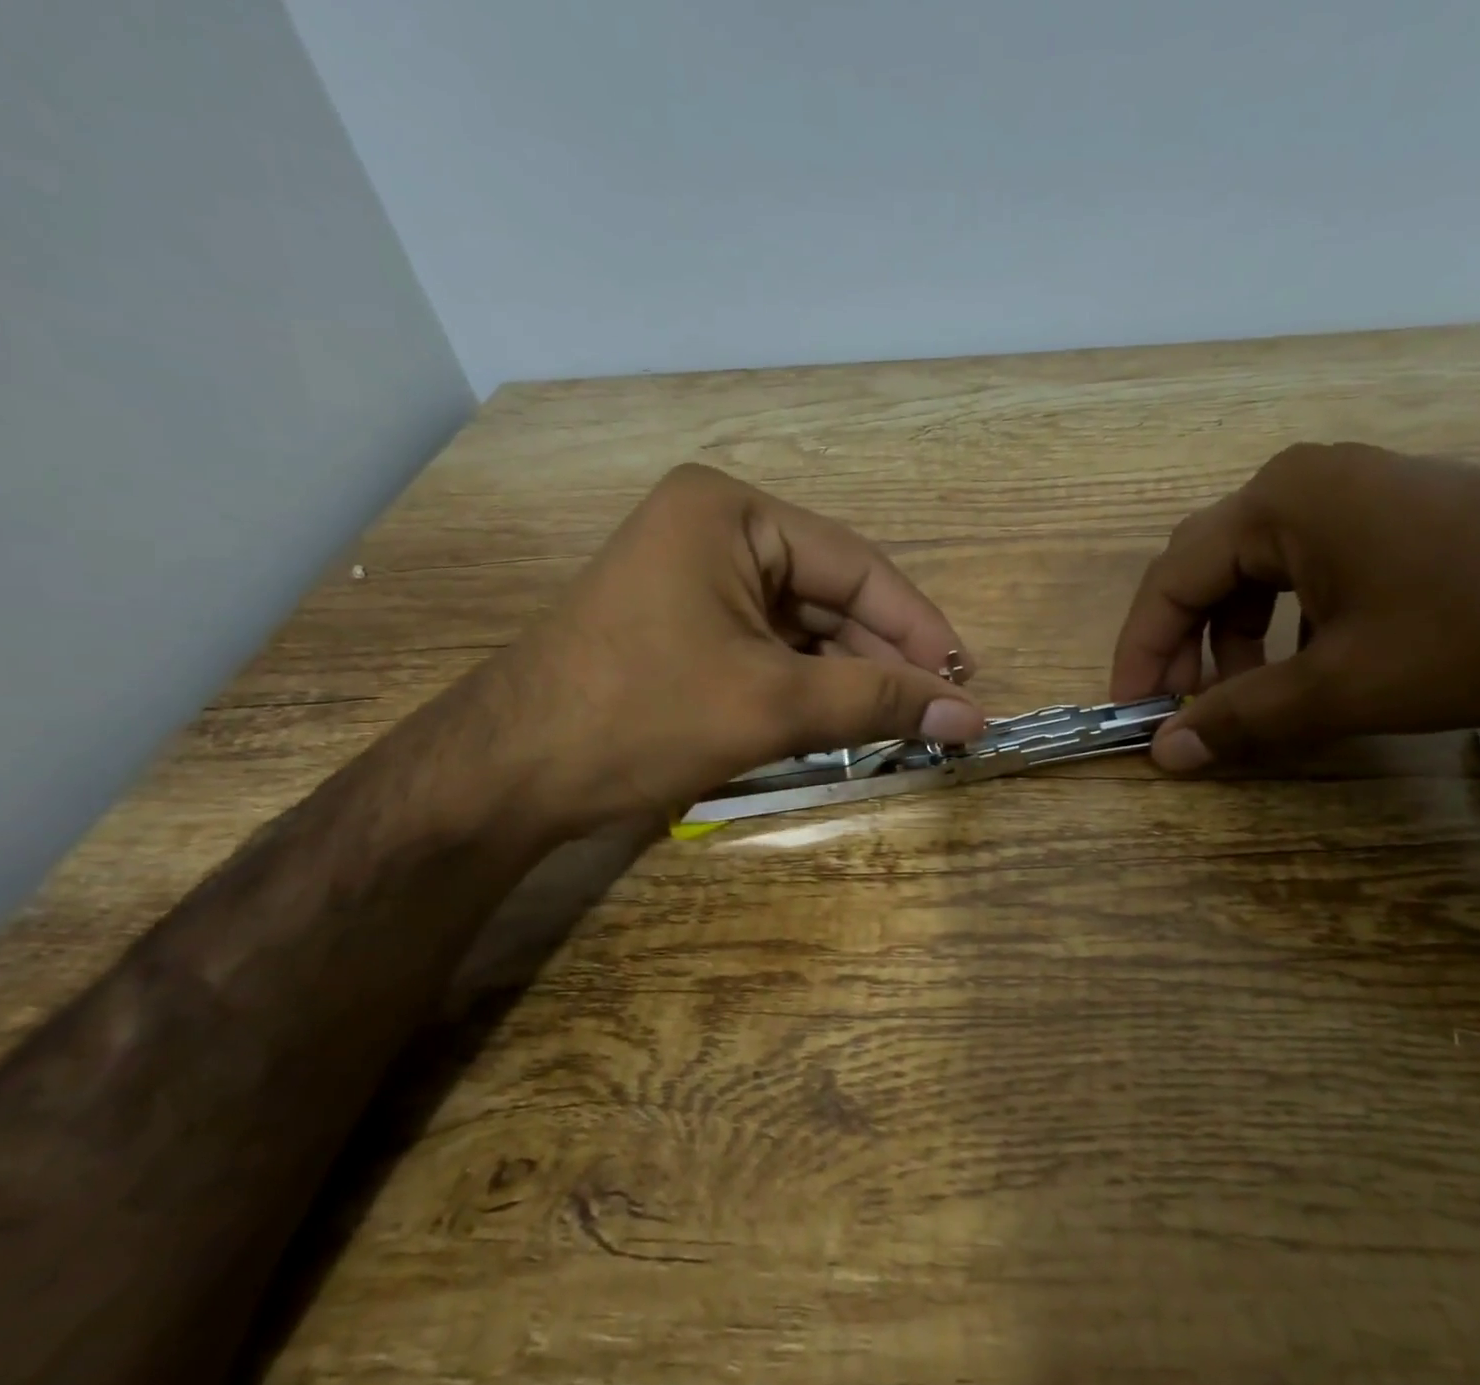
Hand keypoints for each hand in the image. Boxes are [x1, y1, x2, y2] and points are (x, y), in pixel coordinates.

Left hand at [476, 464, 984, 830]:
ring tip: (905, 725)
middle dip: (885, 657)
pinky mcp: (688, 625)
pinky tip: (847, 721)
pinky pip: (772, 649)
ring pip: (805, 628)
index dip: (918, 626)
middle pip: (832, 595)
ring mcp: (698, 578)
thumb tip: (972, 715)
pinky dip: (811, 686)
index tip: (966, 679)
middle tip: (940, 712)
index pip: (855, 566)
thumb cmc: (640, 717)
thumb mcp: (772, 705)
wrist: (507, 775)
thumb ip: (878, 701)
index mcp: (732, 514)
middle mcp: (717, 530)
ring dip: (852, 677)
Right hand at [1110, 443, 1479, 770]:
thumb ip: (1244, 718)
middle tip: (1183, 710)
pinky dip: (1285, 626)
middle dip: (1185, 645)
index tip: (1131, 713)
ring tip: (1250, 698)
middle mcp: (1302, 484)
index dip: (1140, 651)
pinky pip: (1305, 572)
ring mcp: (1352, 494)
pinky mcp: (1391, 516)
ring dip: (1235, 641)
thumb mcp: (1347, 685)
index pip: (1170, 579)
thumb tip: (1164, 753)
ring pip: (1255, 574)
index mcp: (1277, 504)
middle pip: (1206, 571)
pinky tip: (1310, 667)